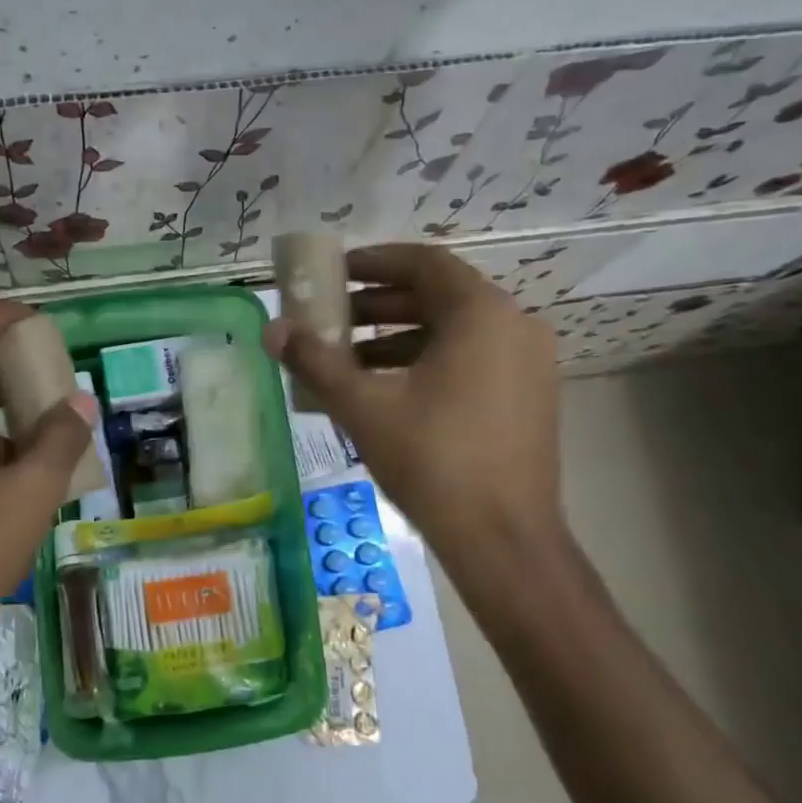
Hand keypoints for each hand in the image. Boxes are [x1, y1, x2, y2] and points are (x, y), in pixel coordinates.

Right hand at [263, 243, 567, 568]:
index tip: (335, 272)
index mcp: (481, 314)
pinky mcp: (528, 396)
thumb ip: (316, 362)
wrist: (504, 540)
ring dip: (398, 338)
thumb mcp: (364, 406)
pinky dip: (427, 362)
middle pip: (438, 296)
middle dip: (378, 305)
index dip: (374, 262)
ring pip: (454, 331)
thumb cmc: (434, 460)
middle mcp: (514, 325)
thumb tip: (272, 331)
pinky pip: (471, 359)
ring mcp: (528, 363)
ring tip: (347, 359)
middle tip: (331, 317)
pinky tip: (386, 390)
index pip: (424, 262)